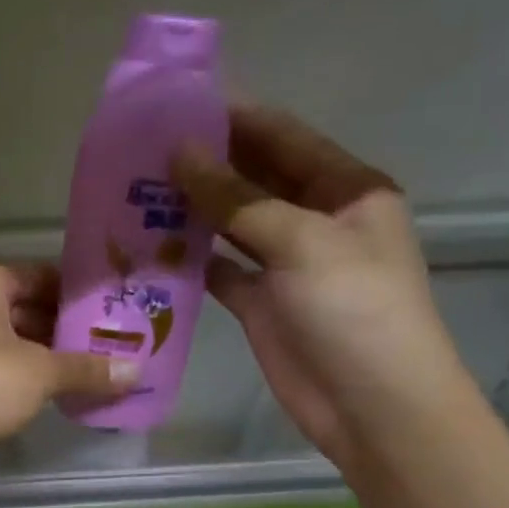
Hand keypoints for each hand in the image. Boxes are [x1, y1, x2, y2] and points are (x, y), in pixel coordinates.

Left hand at [0, 261, 136, 468]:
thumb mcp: (40, 373)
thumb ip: (87, 369)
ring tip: (92, 376)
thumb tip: (137, 372)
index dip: (80, 297)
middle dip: (66, 332)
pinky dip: (21, 378)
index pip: (43, 276)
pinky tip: (52, 396)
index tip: (117, 316)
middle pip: (26, 308)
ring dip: (45, 358)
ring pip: (10, 341)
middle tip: (113, 350)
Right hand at [173, 104, 473, 470]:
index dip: (234, 116)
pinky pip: (220, 269)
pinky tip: (151, 243)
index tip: (177, 101)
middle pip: (254, 178)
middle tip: (143, 146)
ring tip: (137, 187)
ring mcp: (286, 263)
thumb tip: (181, 153)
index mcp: (345, 189)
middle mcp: (315, 218)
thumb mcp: (302, 242)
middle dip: (207, 161)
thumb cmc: (354, 310)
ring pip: (232, 223)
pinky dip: (190, 257)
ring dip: (192, 207)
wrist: (372, 406)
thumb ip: (238, 199)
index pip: (283, 137)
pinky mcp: (261, 303)